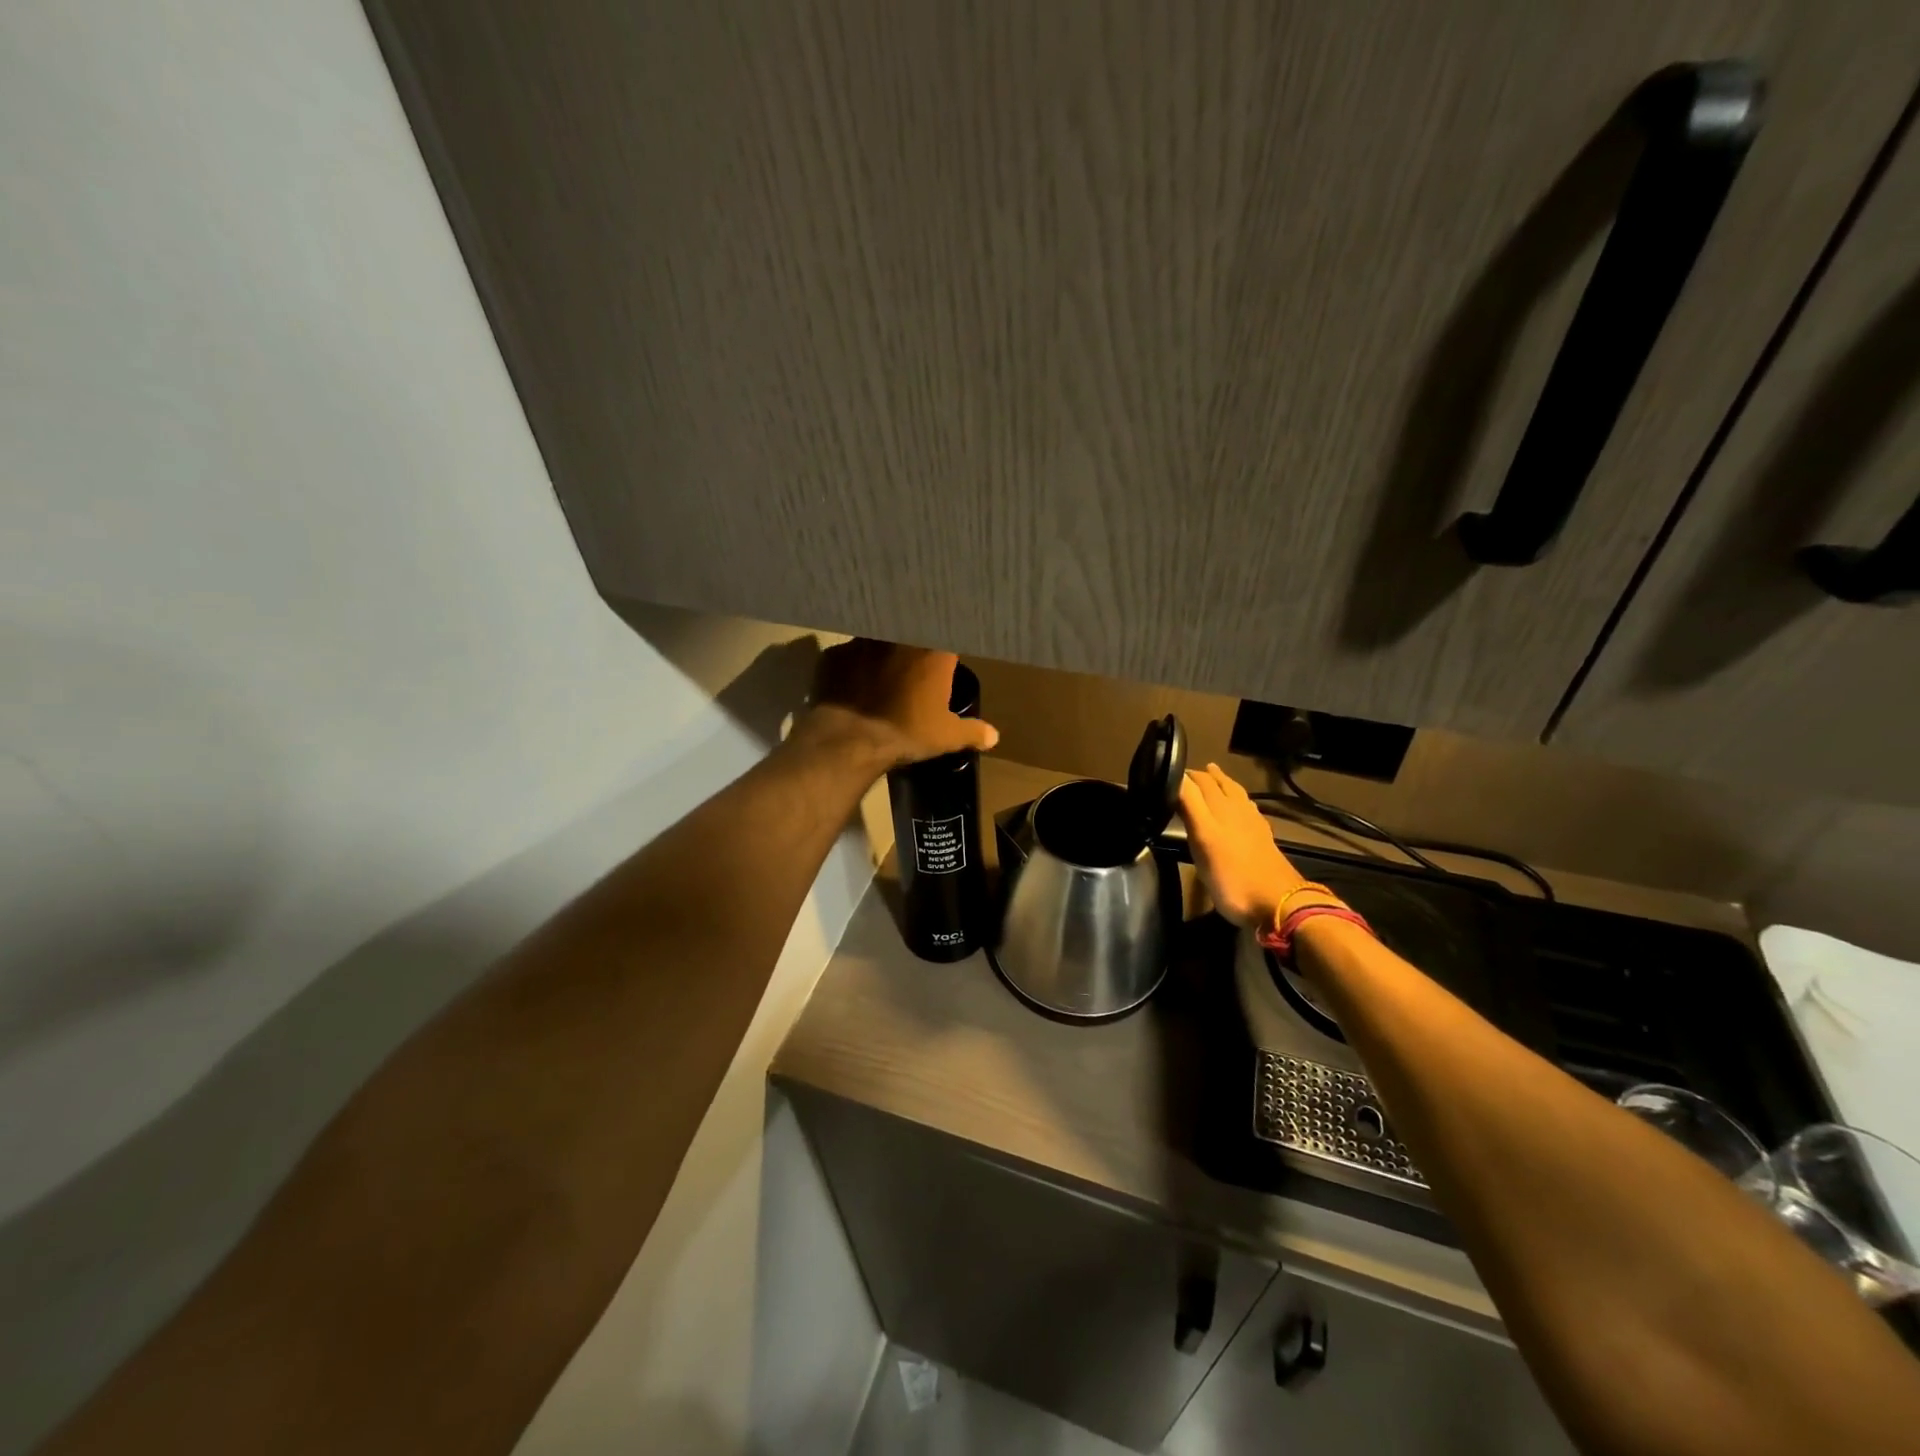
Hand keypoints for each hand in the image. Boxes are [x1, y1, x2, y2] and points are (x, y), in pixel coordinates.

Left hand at [797, 639, 998, 769]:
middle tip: (912, 662)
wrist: (850, 739)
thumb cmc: (906, 732)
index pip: (946, 632)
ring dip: (880, 650)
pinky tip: (850, 683)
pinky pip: (847, 655)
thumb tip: (994, 736)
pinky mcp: (834, 654)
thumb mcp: (946, 736)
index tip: (945, 653)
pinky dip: (851, 666)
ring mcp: (862, 642)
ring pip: (876, 637)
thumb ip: (972, 731)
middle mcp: (898, 637)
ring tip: (880, 670)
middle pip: (908, 628)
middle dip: (911, 641)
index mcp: (932, 651)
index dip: (945, 643)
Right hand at [1178, 763, 1308, 926]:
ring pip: (1235, 794)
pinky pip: (1247, 809)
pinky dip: (1237, 799)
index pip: (1198, 782)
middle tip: (1184, 773)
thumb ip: (1190, 806)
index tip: (1165, 771)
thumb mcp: (1202, 839)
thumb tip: (1177, 776)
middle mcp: (1236, 809)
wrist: (1277, 903)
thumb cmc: (1231, 875)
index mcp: (1219, 808)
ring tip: (1211, 775)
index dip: (1183, 775)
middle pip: (1217, 785)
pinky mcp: (1262, 838)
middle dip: (1201, 776)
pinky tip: (1238, 805)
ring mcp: (1252, 824)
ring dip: (1221, 782)